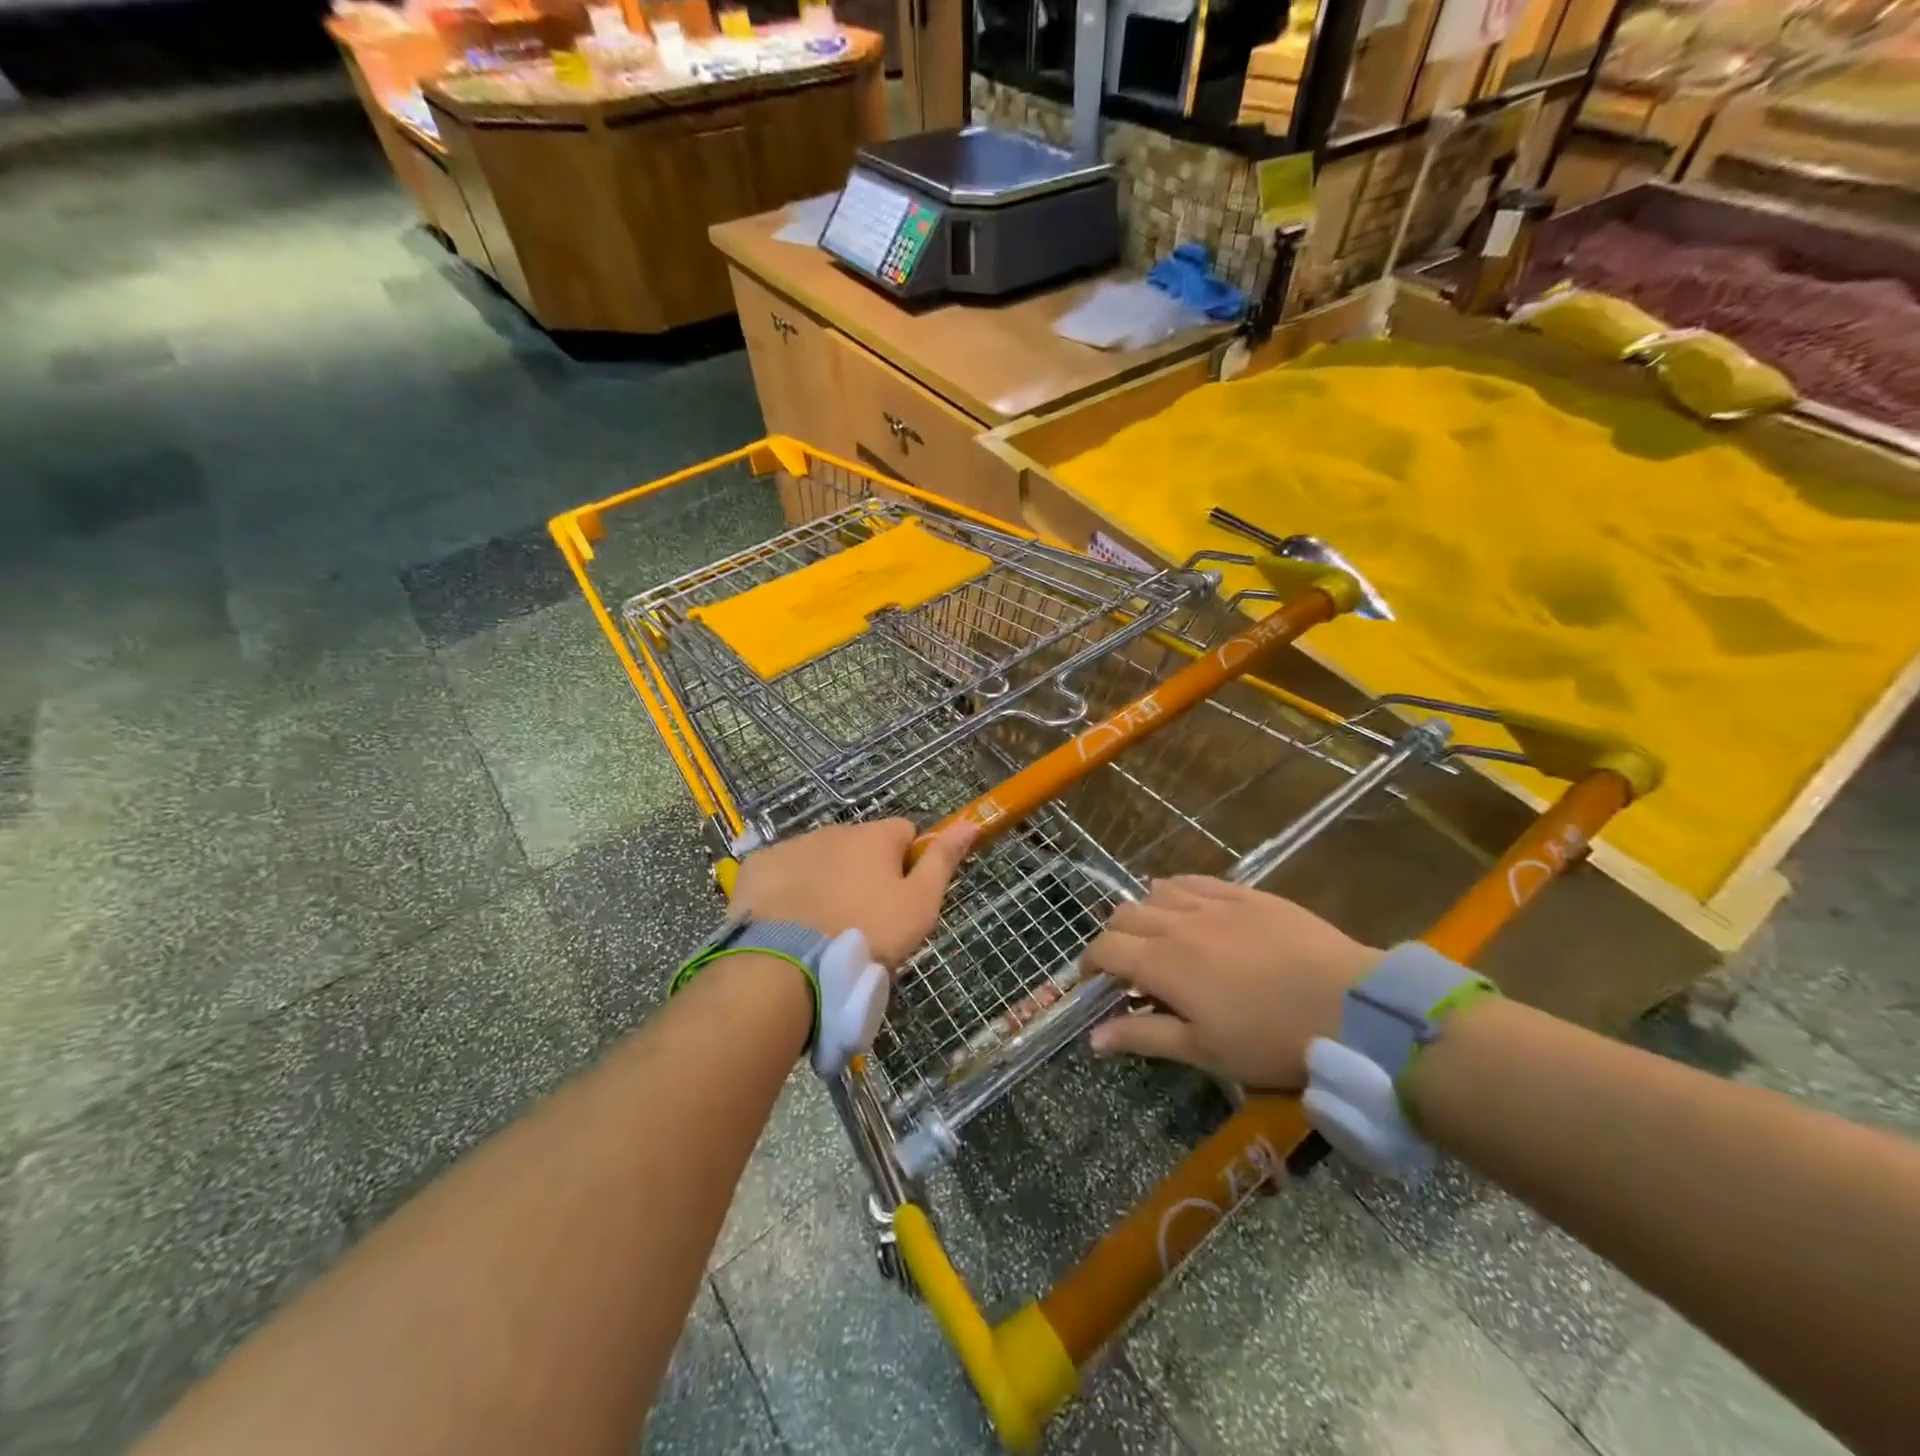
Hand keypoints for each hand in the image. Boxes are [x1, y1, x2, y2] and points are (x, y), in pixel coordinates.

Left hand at [728, 818, 976, 968]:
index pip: (904, 834)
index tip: (902, 898)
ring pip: (820, 859)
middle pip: (860, 846)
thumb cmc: (867, 933)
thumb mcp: (920, 904)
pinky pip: (783, 873)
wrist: (788, 963)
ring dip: (827, 880)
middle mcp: (834, 830)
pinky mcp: (759, 867)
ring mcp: (793, 846)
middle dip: (864, 873)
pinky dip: (789, 890)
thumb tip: (970, 824)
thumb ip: (944, 861)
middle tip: (863, 921)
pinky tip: (789, 922)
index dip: (909, 862)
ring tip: (824, 928)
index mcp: (876, 836)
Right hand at [1084, 877, 1377, 1089]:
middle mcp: (1177, 923)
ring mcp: (1213, 903)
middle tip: (1126, 966)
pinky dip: (1178, 891)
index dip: (1089, 964)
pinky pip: (1196, 881)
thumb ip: (1144, 1037)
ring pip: (1158, 892)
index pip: (1106, 949)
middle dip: (1114, 938)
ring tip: (1157, 935)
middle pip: (1125, 915)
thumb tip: (1093, 1038)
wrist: (1348, 1006)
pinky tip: (1186, 905)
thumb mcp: (1204, 1050)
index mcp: (1162, 963)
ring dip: (1145, 912)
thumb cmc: (1270, 1039)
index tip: (1091, 983)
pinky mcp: (1246, 894)